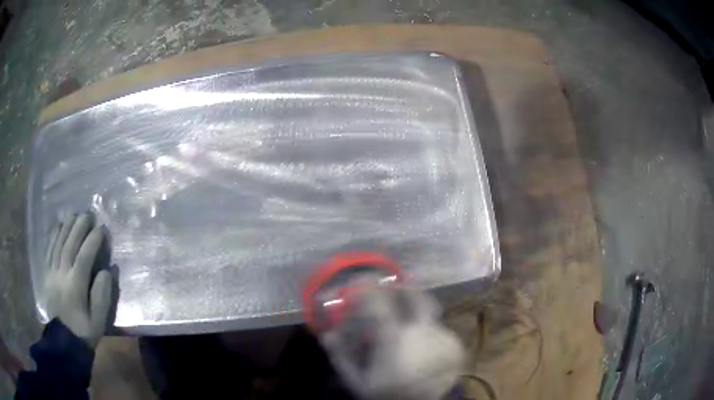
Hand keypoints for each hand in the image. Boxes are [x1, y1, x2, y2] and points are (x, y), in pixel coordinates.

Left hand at [44, 213, 112, 348]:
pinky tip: (58, 225)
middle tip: (88, 214)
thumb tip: (106, 271)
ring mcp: (52, 272)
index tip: (102, 229)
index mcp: (75, 286)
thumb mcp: (99, 320)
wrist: (64, 340)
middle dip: (79, 227)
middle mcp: (62, 274)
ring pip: (58, 244)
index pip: (84, 257)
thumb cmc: (84, 331)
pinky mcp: (46, 273)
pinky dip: (53, 235)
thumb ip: (103, 295)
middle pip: (69, 245)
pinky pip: (49, 249)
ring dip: (66, 226)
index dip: (93, 241)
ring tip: (74, 213)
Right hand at [320, 286, 463, 399]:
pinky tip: (420, 346)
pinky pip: (439, 330)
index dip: (368, 288)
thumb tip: (327, 335)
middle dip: (403, 286)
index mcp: (395, 340)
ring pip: (429, 313)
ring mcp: (443, 338)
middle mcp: (423, 333)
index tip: (361, 280)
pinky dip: (427, 331)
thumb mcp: (358, 381)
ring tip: (406, 326)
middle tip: (394, 284)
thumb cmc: (387, 393)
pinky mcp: (455, 345)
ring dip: (415, 312)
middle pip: (417, 297)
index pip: (379, 304)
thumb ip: (341, 356)